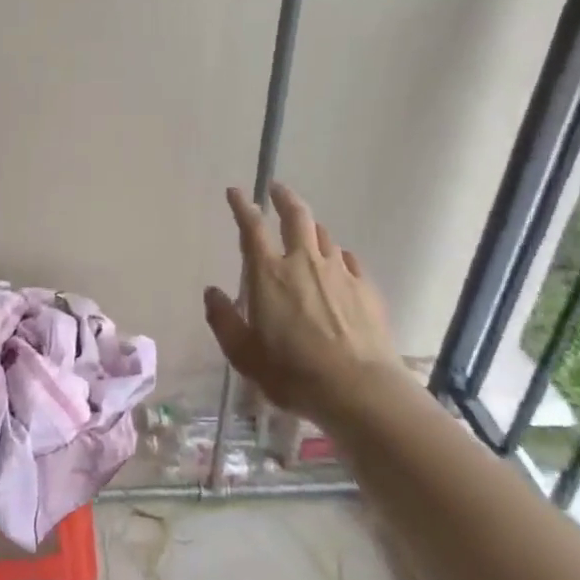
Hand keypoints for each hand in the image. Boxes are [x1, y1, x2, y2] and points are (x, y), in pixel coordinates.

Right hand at [203, 183, 405, 421]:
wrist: (359, 390)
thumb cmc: (292, 372)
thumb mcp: (243, 354)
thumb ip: (223, 320)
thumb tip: (212, 293)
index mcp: (268, 274)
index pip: (252, 227)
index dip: (242, 205)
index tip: (236, 192)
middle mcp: (304, 263)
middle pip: (297, 216)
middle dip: (284, 198)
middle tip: (277, 189)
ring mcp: (340, 273)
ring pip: (324, 236)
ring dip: (311, 228)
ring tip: (306, 230)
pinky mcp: (366, 289)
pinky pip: (349, 260)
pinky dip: (338, 255)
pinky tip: (339, 263)